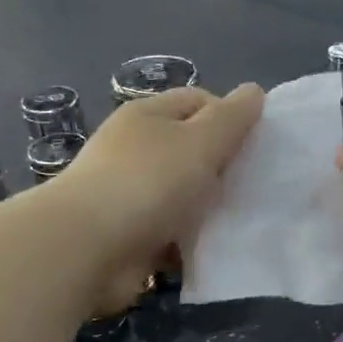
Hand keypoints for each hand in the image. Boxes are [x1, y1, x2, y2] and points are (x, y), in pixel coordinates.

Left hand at [54, 85, 264, 311]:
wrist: (87, 249)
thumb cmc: (148, 183)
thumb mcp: (200, 142)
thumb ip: (231, 118)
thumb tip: (254, 91)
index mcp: (148, 115)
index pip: (199, 101)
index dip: (230, 118)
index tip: (255, 147)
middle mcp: (135, 149)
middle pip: (191, 150)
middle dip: (222, 167)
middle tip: (253, 187)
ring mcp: (129, 193)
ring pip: (183, 194)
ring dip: (207, 209)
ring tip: (240, 221)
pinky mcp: (129, 234)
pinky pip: (170, 231)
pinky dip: (189, 240)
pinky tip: (212, 249)